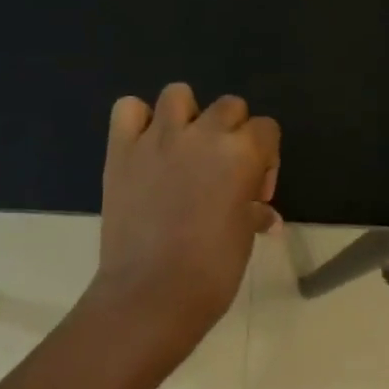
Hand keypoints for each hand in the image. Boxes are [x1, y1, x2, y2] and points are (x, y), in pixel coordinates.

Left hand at [90, 83, 279, 347]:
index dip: (266, 158)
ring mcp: (157, 138)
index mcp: (241, 154)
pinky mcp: (121, 149)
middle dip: (232, 133)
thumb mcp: (244, 237)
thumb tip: (263, 214)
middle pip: (229, 106)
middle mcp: (202, 134)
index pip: (266, 128)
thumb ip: (254, 212)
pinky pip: (127, 109)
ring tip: (183, 151)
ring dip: (187, 116)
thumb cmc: (211, 271)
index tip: (254, 192)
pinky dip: (138, 120)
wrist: (151, 294)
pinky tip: (145, 147)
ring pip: (178, 94)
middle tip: (221, 173)